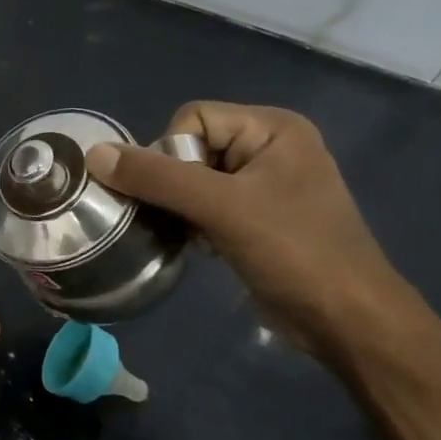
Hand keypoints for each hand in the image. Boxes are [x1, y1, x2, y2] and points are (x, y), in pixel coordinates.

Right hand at [86, 103, 404, 355]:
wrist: (346, 320)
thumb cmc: (293, 251)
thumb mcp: (221, 208)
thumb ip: (157, 178)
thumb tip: (94, 155)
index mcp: (272, 128)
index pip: (191, 118)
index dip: (172, 154)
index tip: (183, 196)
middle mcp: (269, 147)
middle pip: (189, 148)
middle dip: (175, 186)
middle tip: (187, 219)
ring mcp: (264, 183)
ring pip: (192, 180)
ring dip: (181, 208)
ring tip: (197, 236)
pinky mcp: (257, 216)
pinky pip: (206, 204)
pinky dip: (194, 223)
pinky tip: (204, 247)